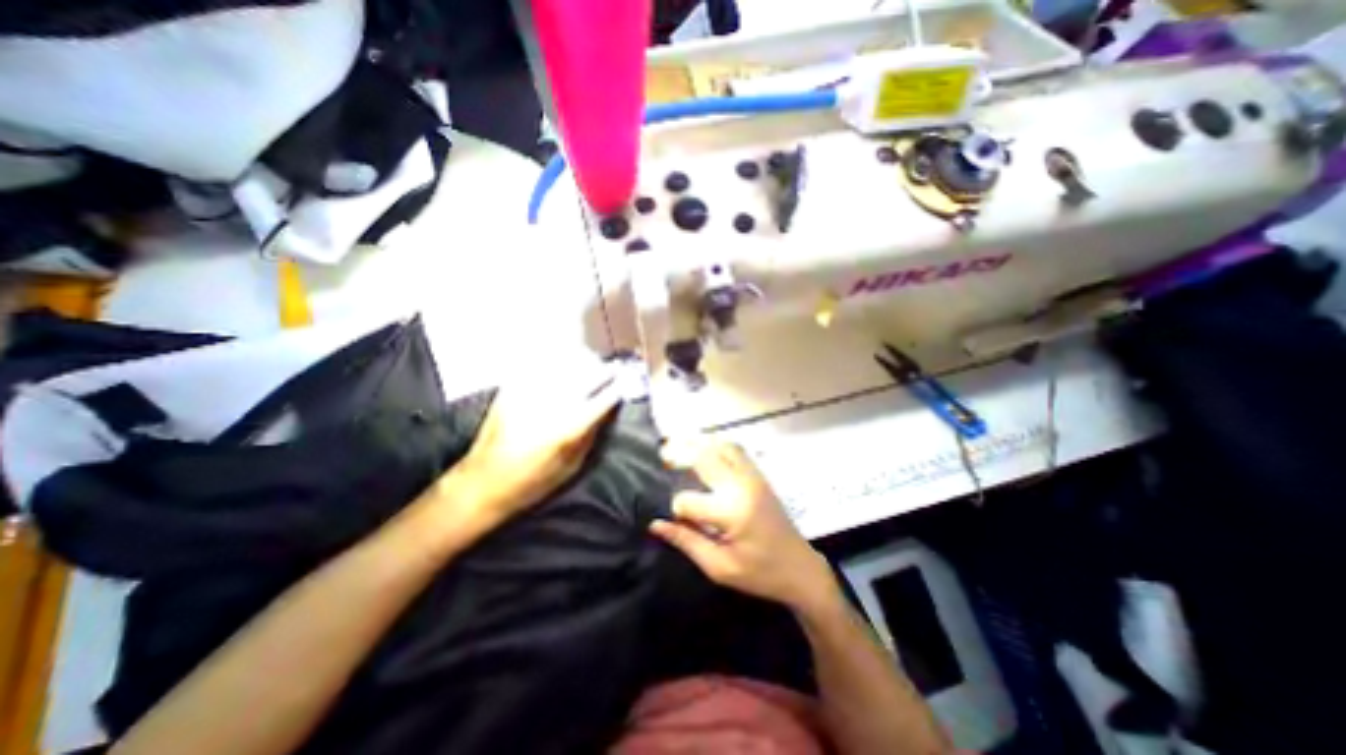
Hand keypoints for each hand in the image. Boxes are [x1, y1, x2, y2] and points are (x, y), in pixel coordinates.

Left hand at [449, 363, 621, 526]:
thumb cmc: (533, 482)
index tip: (625, 383)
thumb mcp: (572, 466)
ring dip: (582, 361)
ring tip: (590, 362)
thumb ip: (592, 435)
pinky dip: (556, 360)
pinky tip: (562, 361)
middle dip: (603, 371)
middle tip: (612, 370)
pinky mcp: (511, 389)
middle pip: (586, 375)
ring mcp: (529, 393)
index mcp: (569, 428)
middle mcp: (551, 405)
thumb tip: (607, 410)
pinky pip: (539, 364)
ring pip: (564, 364)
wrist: (483, 482)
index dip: (617, 388)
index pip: (603, 399)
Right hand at [650, 441, 838, 614]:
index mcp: (732, 512)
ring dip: (698, 444)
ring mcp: (753, 477)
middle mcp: (741, 486)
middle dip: (679, 455)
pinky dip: (716, 445)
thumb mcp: (719, 567)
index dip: (676, 510)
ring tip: (679, 447)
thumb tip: (656, 524)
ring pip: (721, 447)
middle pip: (704, 458)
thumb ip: (686, 541)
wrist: (800, 568)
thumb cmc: (760, 573)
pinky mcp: (759, 475)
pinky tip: (705, 450)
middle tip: (662, 457)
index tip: (675, 520)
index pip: (689, 500)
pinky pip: (736, 450)